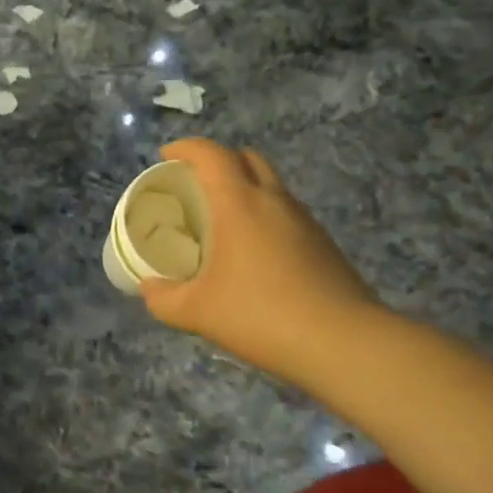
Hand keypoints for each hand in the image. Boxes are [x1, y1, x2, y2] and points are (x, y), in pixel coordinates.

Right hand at [139, 138, 384, 384]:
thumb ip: (164, 298)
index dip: (185, 148)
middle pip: (246, 158)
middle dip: (218, 162)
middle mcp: (274, 201)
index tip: (165, 156)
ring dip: (244, 190)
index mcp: (239, 204)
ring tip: (222, 222)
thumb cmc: (261, 315)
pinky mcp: (324, 244)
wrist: (344, 344)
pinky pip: (286, 214)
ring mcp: (305, 221)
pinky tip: (253, 255)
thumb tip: (149, 288)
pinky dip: (265, 217)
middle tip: (195, 187)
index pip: (211, 154)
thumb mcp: (198, 312)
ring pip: (271, 186)